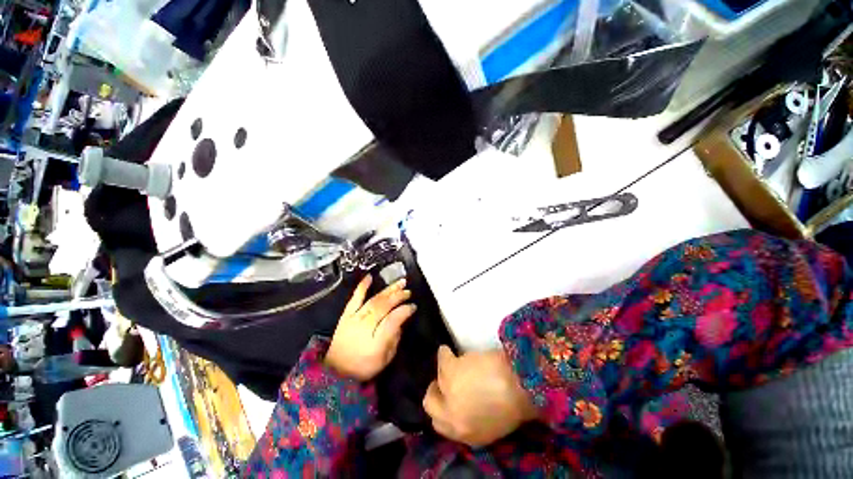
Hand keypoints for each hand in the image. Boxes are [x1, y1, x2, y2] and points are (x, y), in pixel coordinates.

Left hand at [325, 275, 416, 381]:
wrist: (336, 372)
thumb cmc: (364, 366)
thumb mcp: (386, 358)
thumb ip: (395, 338)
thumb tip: (401, 321)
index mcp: (377, 342)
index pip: (394, 320)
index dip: (405, 310)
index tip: (413, 306)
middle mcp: (365, 326)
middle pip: (384, 306)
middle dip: (399, 296)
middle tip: (409, 291)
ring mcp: (354, 318)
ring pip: (374, 299)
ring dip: (388, 289)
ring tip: (400, 282)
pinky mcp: (346, 315)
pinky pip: (354, 298)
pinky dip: (362, 287)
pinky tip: (369, 277)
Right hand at [423, 346, 537, 446]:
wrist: (523, 384)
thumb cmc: (515, 404)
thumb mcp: (491, 425)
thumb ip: (471, 419)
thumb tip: (461, 403)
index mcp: (465, 435)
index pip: (439, 425)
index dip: (441, 408)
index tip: (447, 396)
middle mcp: (453, 418)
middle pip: (430, 404)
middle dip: (436, 392)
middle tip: (445, 380)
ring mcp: (450, 394)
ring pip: (438, 378)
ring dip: (445, 370)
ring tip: (459, 364)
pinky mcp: (451, 371)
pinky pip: (442, 358)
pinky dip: (444, 353)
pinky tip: (448, 350)